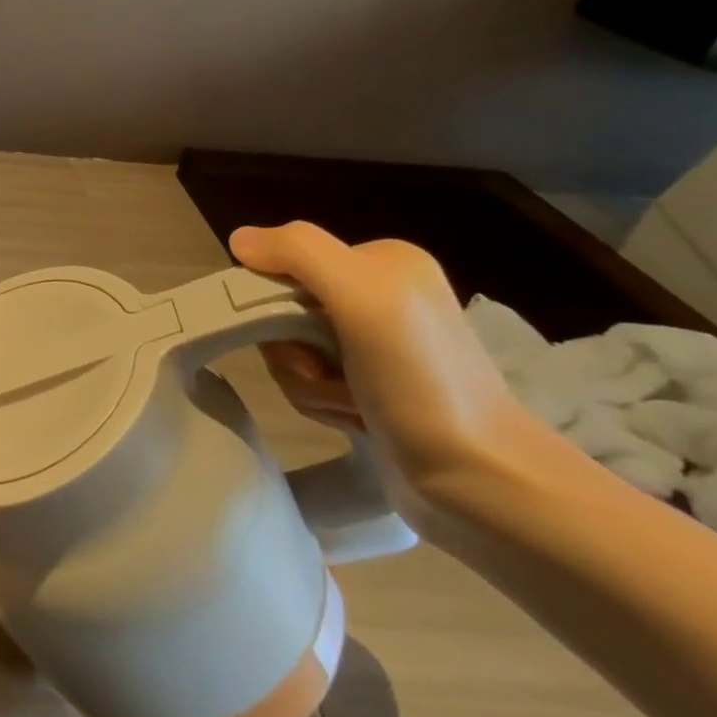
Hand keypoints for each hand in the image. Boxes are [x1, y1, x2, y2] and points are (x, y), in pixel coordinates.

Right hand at [231, 222, 537, 524]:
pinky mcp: (367, 387)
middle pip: (282, 310)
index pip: (284, 264)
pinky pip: (306, 382)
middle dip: (290, 348)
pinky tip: (355, 418)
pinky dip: (320, 403)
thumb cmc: (420, 380)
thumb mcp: (363, 296)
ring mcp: (372, 345)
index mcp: (381, 261)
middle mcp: (377, 296)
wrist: (478, 477)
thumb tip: (238, 238)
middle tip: (320, 371)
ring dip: (305, 383)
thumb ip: (299, 252)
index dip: (271, 301)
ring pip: (288, 350)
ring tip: (348, 403)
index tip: (298, 336)